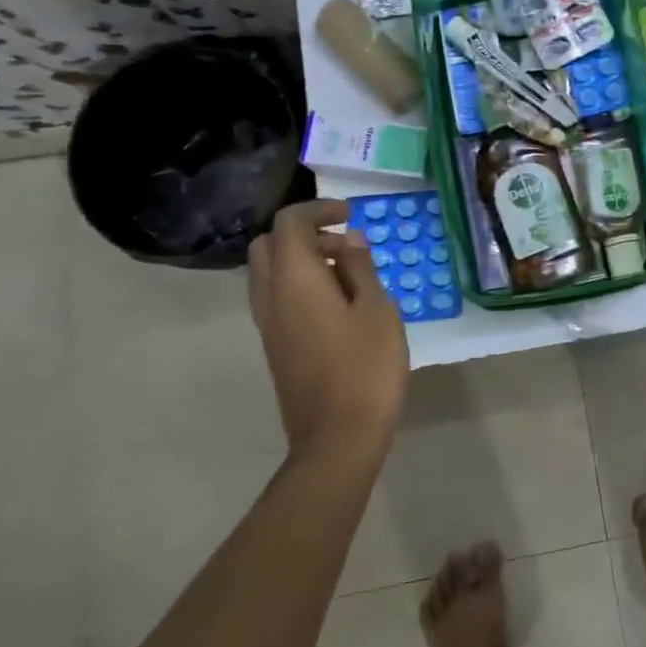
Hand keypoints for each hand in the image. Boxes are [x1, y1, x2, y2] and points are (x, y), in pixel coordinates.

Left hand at [248, 200, 408, 459]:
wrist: (337, 437)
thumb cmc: (365, 367)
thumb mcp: (377, 310)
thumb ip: (361, 269)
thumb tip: (350, 241)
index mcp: (294, 280)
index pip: (289, 224)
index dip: (318, 209)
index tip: (350, 214)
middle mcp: (270, 296)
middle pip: (269, 245)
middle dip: (305, 234)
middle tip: (346, 246)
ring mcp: (268, 324)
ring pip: (270, 273)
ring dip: (302, 261)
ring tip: (350, 276)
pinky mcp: (275, 346)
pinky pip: (277, 298)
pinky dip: (301, 285)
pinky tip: (339, 306)